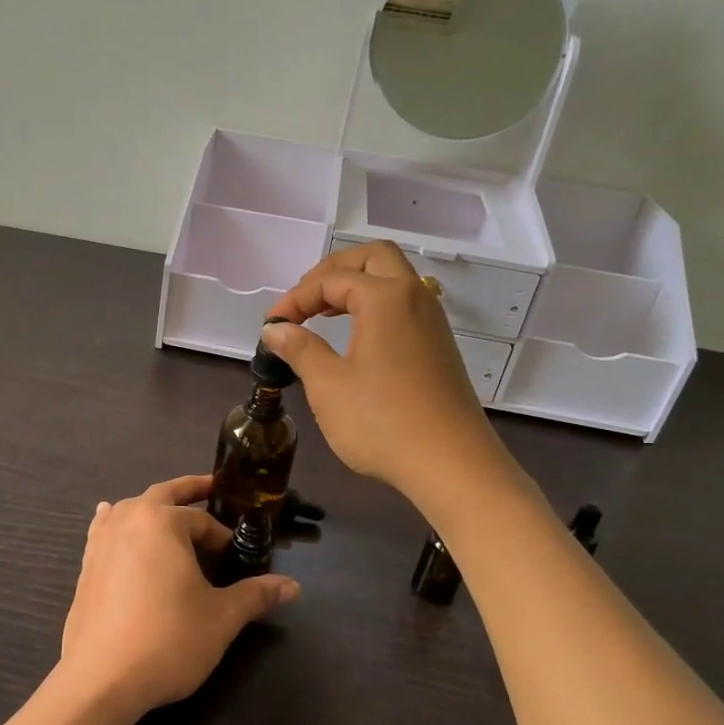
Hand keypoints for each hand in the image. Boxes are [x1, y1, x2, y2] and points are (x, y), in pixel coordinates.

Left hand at [59, 475, 298, 718]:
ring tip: (168, 511)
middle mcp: (128, 519)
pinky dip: (116, 521)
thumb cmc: (168, 639)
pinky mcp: (86, 565)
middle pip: (164, 495)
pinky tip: (110, 517)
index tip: (237, 557)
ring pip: (131, 509)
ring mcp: (102, 541)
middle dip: (189, 490)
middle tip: (211, 488)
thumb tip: (293, 586)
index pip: (201, 520)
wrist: (101, 679)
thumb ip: (256, 594)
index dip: (223, 537)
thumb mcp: (221, 617)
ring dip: (153, 507)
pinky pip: (105, 529)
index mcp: (162, 521)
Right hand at [261, 241, 506, 505]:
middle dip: (332, 272)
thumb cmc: (383, 422)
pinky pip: (404, 306)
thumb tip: (276, 330)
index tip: (271, 326)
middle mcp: (415, 297)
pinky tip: (355, 338)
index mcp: (386, 298)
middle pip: (372, 258)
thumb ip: (300, 348)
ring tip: (323, 315)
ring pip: (393, 279)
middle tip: (304, 300)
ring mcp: (432, 322)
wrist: (452, 466)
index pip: (331, 280)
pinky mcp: (439, 347)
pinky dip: (374, 307)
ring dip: (356, 287)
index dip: (295, 298)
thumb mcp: (328, 385)